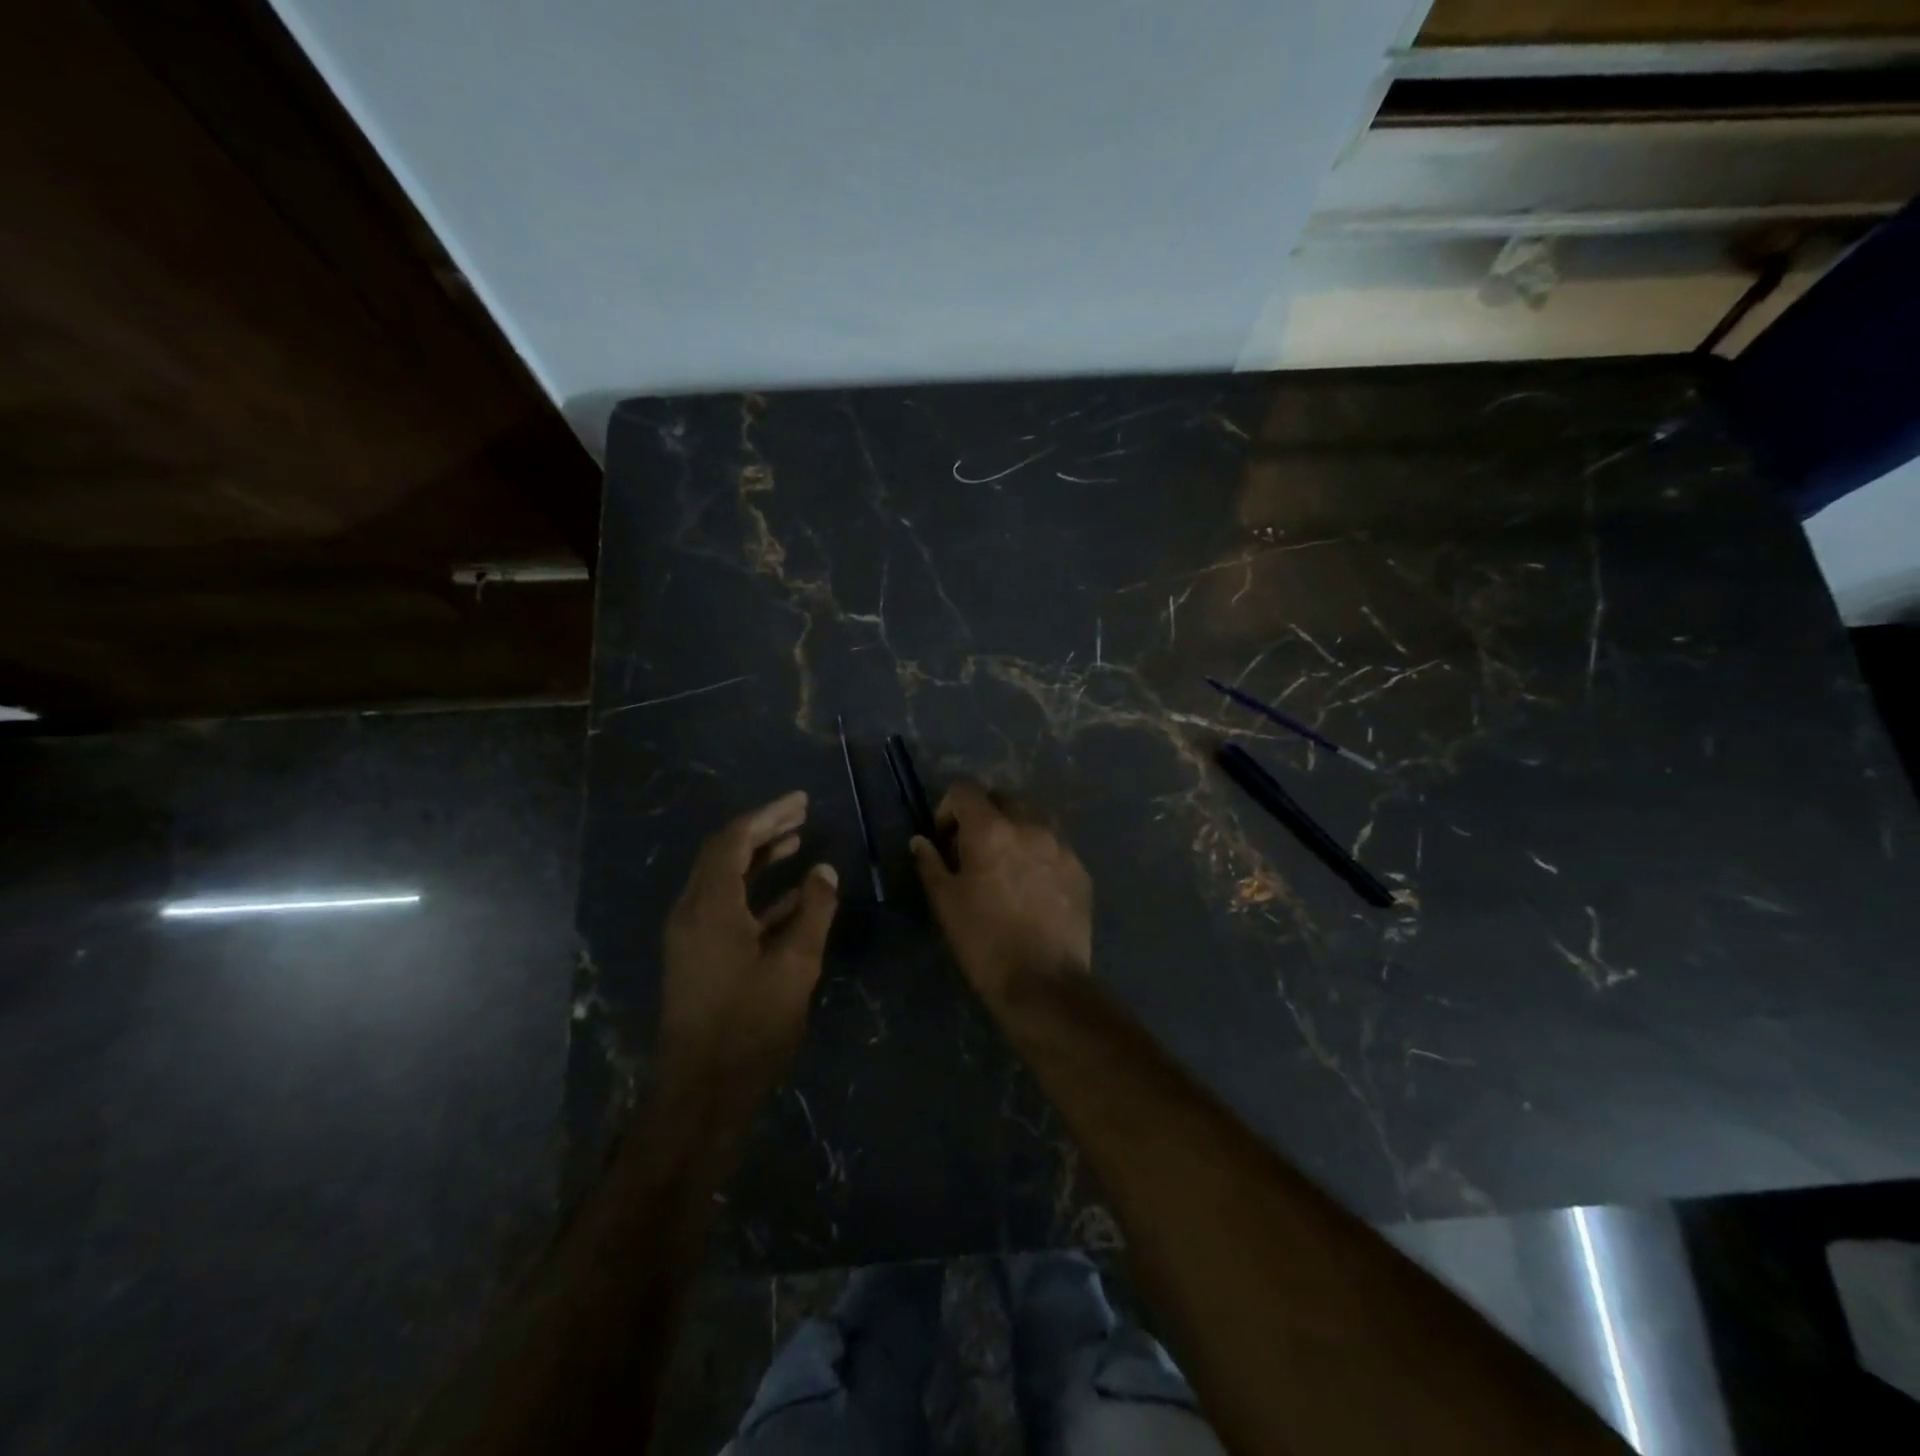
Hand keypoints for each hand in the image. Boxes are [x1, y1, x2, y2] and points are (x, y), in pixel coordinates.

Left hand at [661, 791, 838, 1091]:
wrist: (703, 1090)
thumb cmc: (750, 1024)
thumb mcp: (794, 965)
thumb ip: (813, 911)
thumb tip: (825, 871)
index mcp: (710, 906)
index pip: (734, 840)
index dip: (767, 815)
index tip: (801, 801)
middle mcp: (692, 911)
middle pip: (725, 854)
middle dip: (763, 830)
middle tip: (801, 815)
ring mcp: (692, 935)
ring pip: (724, 880)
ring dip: (759, 859)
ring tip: (798, 842)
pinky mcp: (698, 956)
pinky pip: (726, 907)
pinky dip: (756, 894)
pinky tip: (791, 894)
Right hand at [910, 782, 1091, 1006]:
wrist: (1043, 982)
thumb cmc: (984, 942)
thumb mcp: (945, 903)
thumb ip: (930, 864)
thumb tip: (920, 841)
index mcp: (991, 829)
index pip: (964, 790)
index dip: (948, 808)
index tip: (944, 840)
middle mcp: (1030, 825)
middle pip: (1002, 799)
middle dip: (983, 815)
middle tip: (973, 851)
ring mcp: (1061, 846)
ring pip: (1033, 818)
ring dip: (1015, 830)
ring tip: (1007, 866)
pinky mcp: (1080, 869)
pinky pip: (1055, 846)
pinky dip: (1039, 853)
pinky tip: (1033, 887)